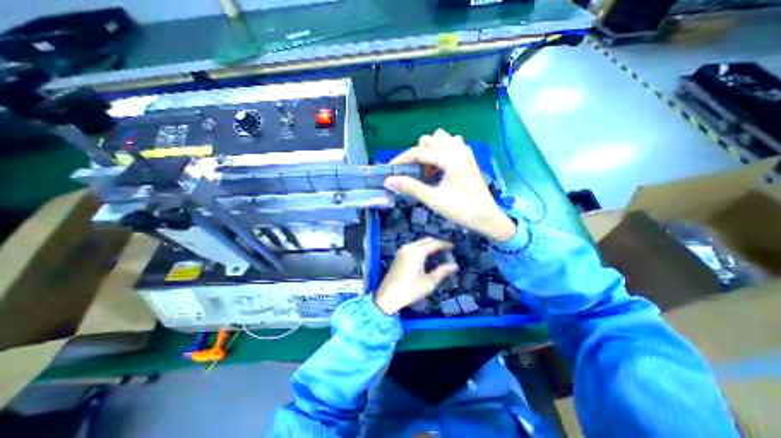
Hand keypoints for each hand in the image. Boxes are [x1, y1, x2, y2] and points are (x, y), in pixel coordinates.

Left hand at [374, 238, 458, 316]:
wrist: (388, 296)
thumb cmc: (410, 290)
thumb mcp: (429, 282)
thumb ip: (442, 271)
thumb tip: (455, 265)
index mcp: (417, 252)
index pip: (434, 244)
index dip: (445, 244)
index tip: (453, 247)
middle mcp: (409, 247)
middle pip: (426, 240)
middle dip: (436, 243)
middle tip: (446, 250)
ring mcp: (402, 250)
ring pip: (419, 243)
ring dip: (428, 246)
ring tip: (438, 254)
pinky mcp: (398, 255)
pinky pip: (413, 247)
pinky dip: (421, 249)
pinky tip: (425, 258)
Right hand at [385, 128, 517, 242]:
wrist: (487, 218)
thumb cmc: (461, 210)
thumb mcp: (433, 200)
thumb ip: (410, 187)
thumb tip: (388, 181)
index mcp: (450, 159)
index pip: (419, 152)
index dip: (402, 159)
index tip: (390, 169)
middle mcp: (458, 150)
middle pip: (430, 140)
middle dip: (417, 154)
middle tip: (413, 173)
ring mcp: (465, 153)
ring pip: (442, 139)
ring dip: (431, 150)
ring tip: (428, 168)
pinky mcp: (469, 158)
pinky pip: (452, 145)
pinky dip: (442, 151)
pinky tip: (441, 166)